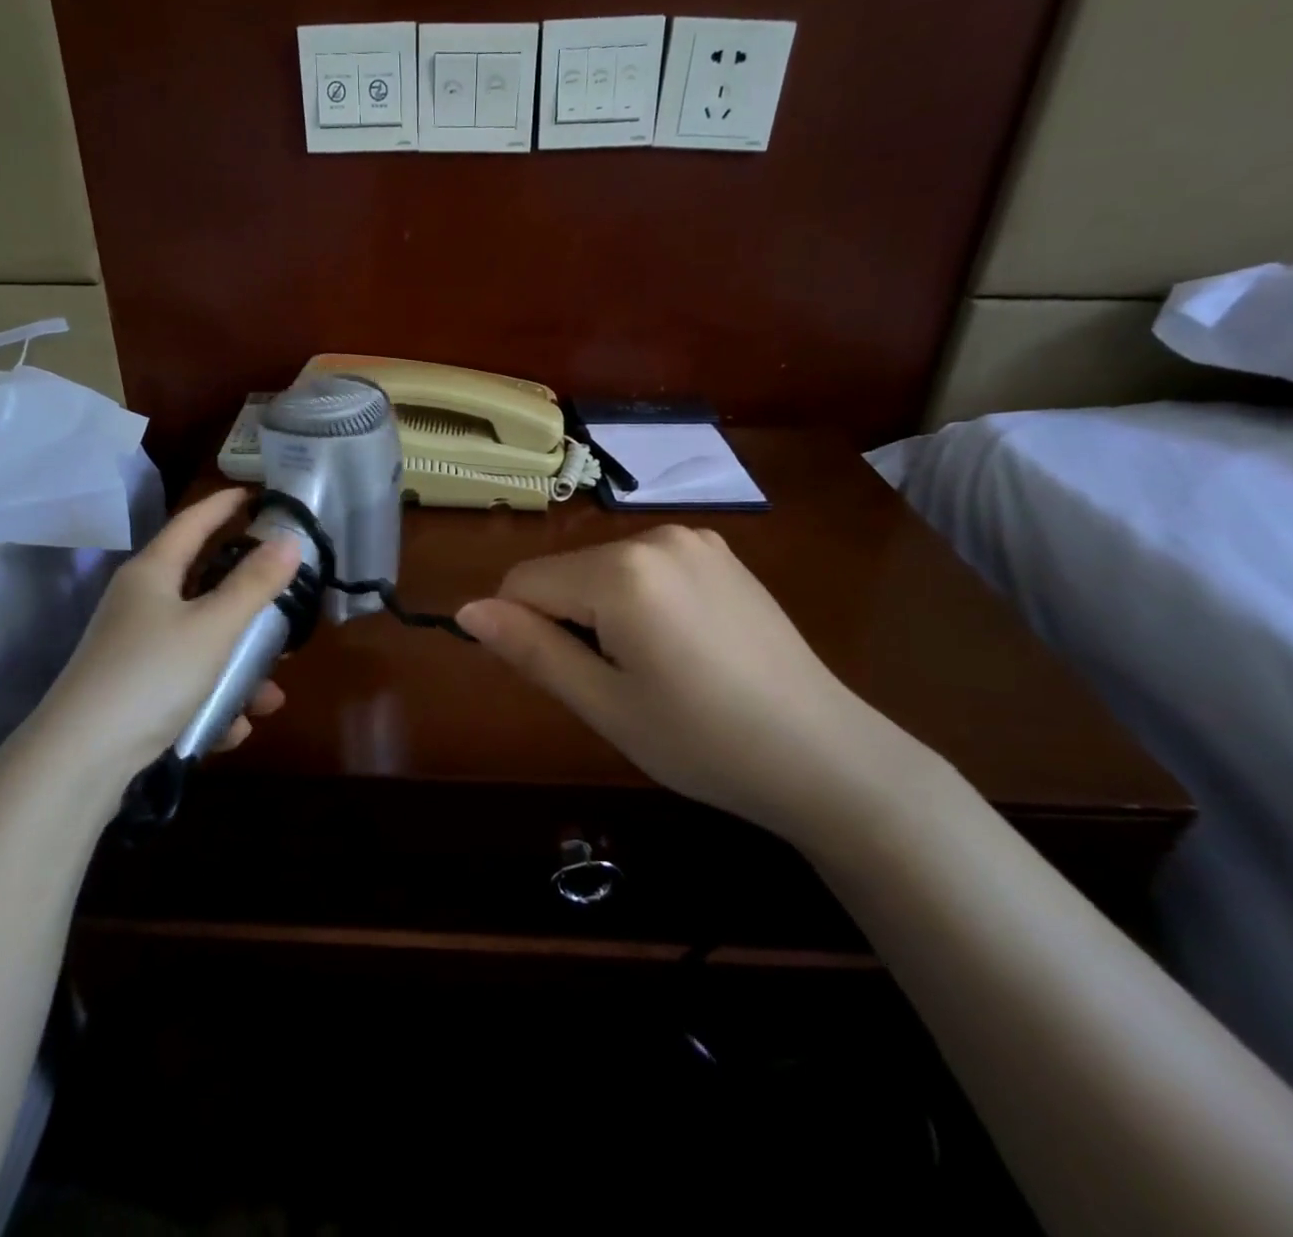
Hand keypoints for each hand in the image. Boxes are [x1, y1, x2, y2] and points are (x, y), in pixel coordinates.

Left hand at [36, 488, 301, 775]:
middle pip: (205, 588)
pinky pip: (188, 685)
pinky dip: (214, 702)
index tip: (258, 493)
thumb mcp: (214, 627)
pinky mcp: (136, 691)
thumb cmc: (152, 675)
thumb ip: (255, 583)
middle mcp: (141, 604)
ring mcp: (136, 649)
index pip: (193, 522)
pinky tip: (234, 729)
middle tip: (285, 610)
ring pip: (204, 645)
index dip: (225, 504)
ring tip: (269, 698)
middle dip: (249, 607)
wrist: (80, 761)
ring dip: (239, 669)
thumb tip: (289, 540)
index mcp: (153, 573)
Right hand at [456, 526, 902, 846]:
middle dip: (566, 621)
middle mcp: (655, 536)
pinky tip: (682, 648)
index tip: (561, 679)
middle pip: (565, 572)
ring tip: (651, 671)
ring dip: (602, 613)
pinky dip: (639, 601)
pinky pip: (647, 568)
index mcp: (621, 571)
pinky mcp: (721, 554)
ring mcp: (695, 540)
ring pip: (603, 570)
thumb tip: (466, 611)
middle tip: (612, 687)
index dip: (521, 631)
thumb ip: (530, 649)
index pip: (523, 582)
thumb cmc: (702, 742)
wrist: (826, 756)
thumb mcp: (603, 704)